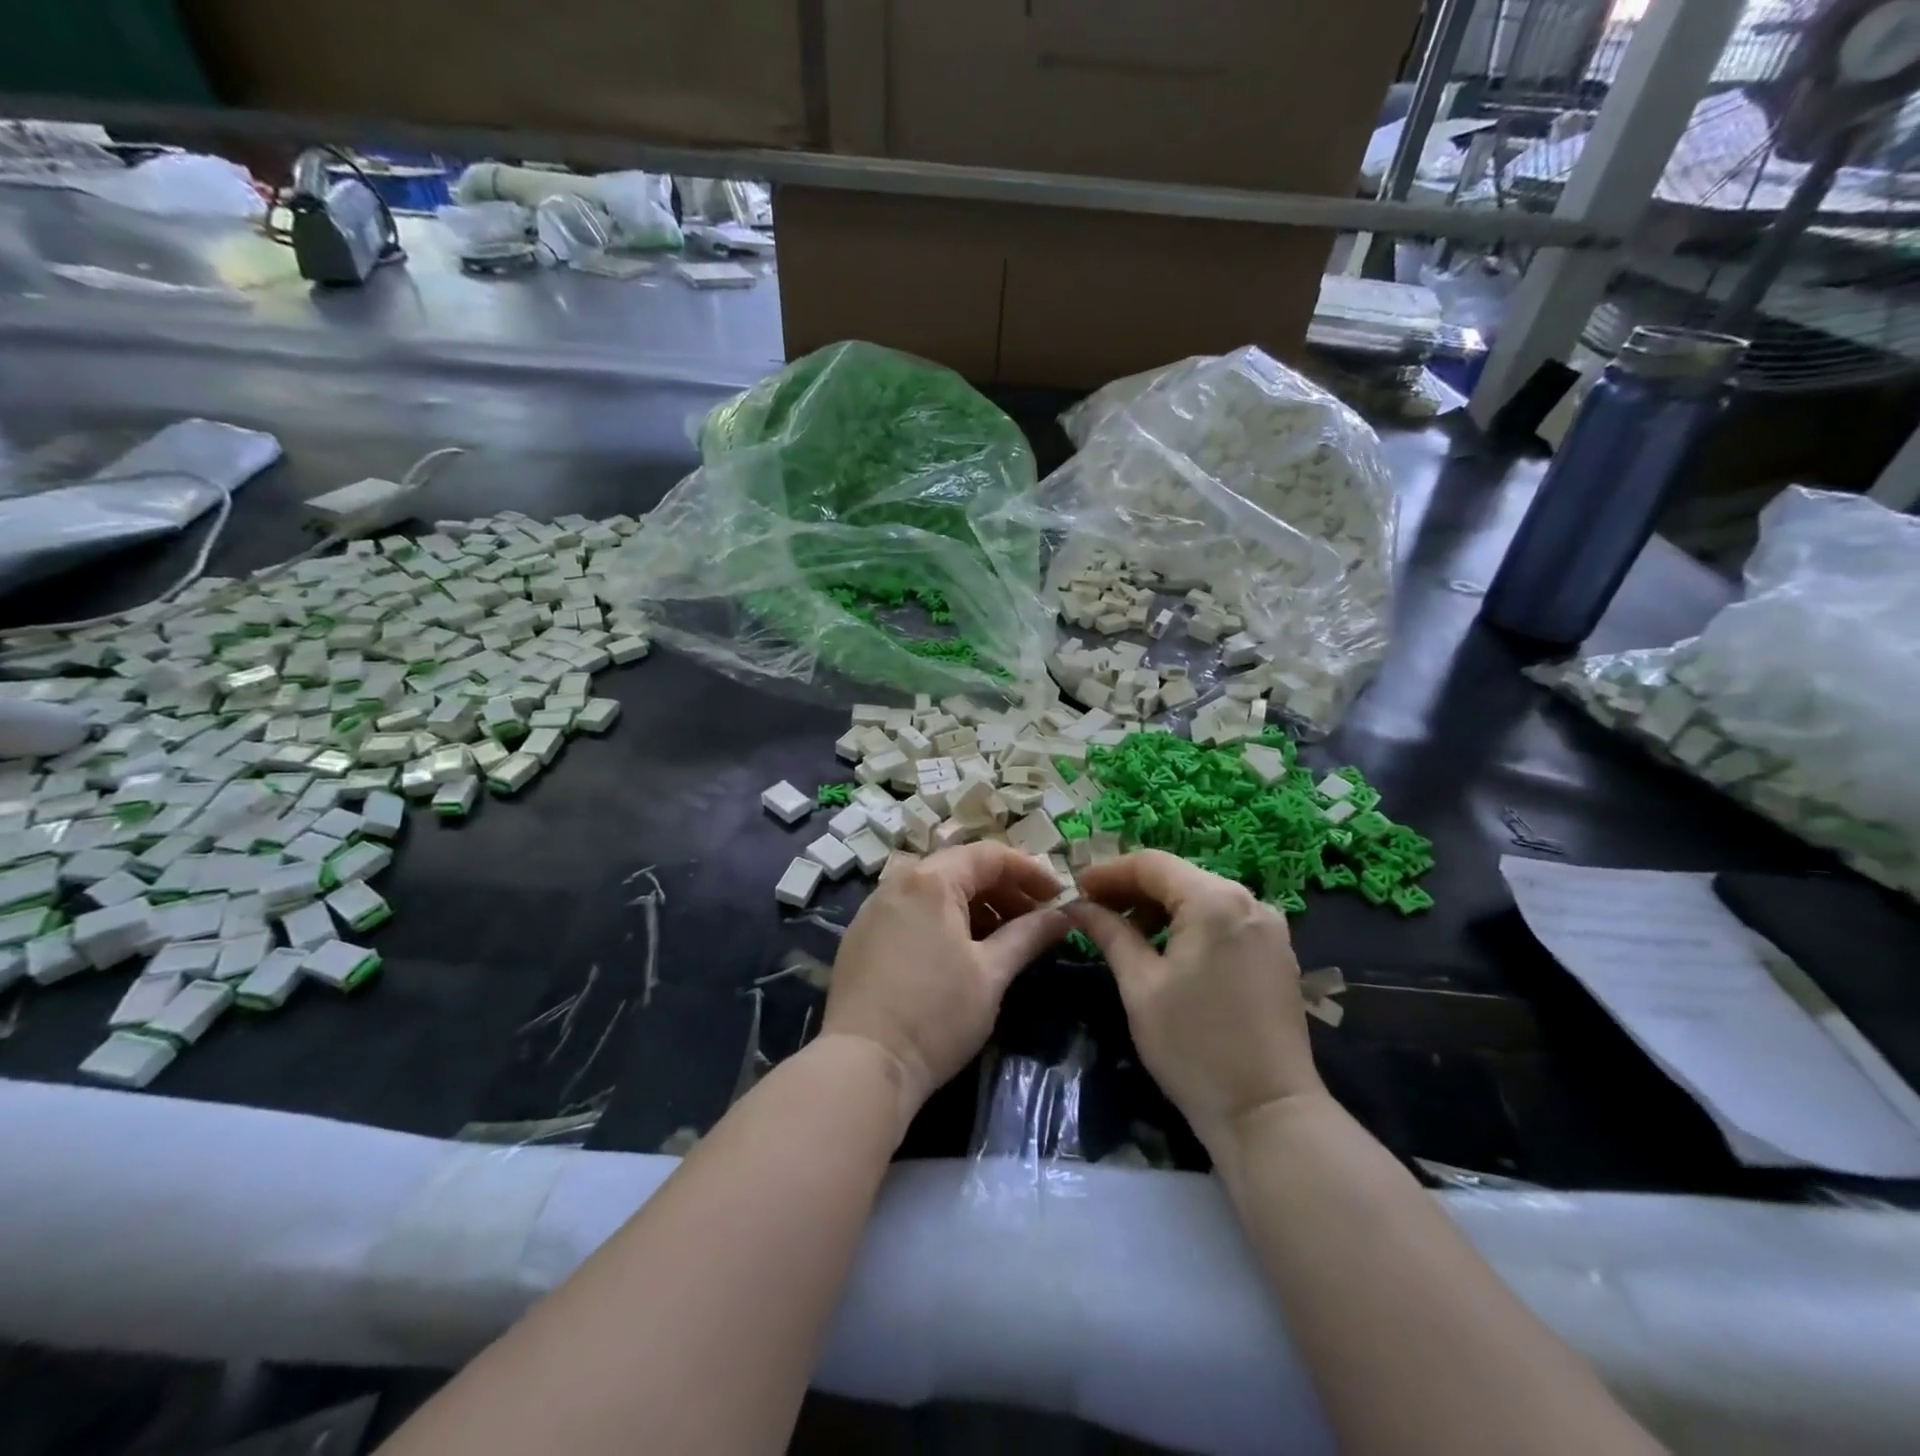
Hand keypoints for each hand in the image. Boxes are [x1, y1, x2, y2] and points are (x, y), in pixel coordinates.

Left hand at [823, 843, 1070, 1116]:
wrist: (863, 1064)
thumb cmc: (936, 1015)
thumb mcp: (991, 975)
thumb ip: (1028, 936)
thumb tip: (1063, 916)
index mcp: (931, 881)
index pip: (989, 856)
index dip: (1029, 871)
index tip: (1059, 895)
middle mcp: (898, 881)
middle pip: (960, 869)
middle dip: (1003, 889)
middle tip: (1036, 918)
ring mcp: (874, 907)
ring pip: (935, 890)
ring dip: (975, 905)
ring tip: (1004, 937)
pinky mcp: (861, 935)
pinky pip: (911, 910)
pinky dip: (943, 919)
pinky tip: (961, 950)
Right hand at [1069, 851, 1323, 1148]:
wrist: (1268, 1115)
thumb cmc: (1194, 1048)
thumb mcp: (1140, 986)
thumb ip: (1109, 933)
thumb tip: (1076, 907)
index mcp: (1215, 901)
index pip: (1151, 864)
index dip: (1108, 872)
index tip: (1075, 890)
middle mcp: (1249, 900)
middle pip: (1178, 876)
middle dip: (1131, 889)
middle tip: (1092, 911)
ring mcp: (1269, 926)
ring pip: (1200, 897)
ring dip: (1158, 907)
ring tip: (1123, 933)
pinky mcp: (1276, 952)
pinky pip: (1223, 919)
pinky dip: (1188, 924)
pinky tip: (1165, 949)